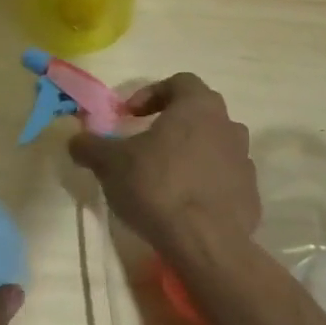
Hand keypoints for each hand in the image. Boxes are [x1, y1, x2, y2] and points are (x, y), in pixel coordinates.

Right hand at [68, 73, 259, 255]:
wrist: (205, 242)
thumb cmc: (157, 186)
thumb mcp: (110, 163)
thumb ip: (90, 145)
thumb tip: (75, 139)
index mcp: (199, 106)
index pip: (180, 82)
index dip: (151, 93)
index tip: (130, 115)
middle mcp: (228, 126)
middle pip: (200, 113)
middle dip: (172, 124)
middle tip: (146, 144)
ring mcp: (244, 161)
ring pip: (214, 146)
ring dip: (190, 154)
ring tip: (165, 177)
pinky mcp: (250, 194)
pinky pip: (223, 179)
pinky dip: (205, 184)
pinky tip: (183, 204)